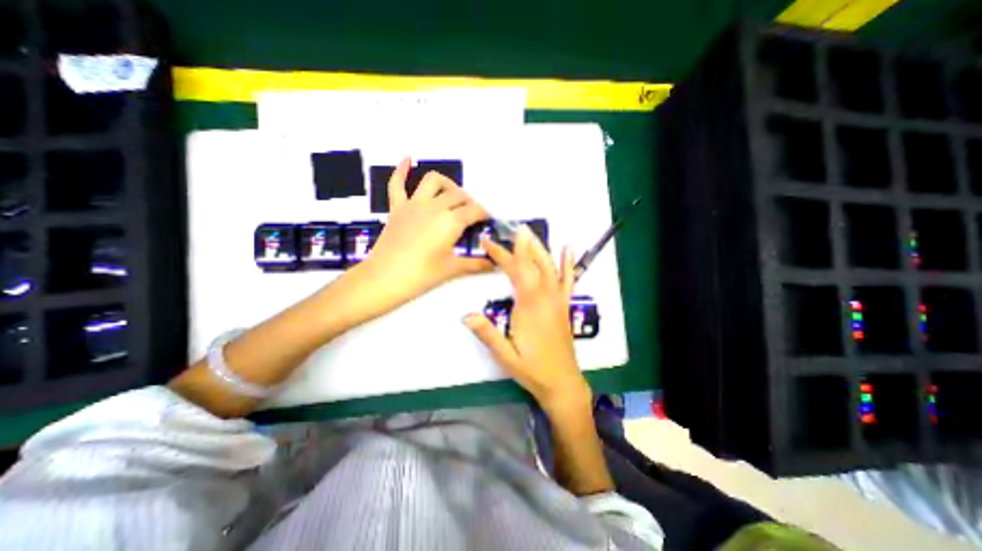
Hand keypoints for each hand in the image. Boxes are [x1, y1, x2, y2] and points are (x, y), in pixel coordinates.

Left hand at [348, 158, 494, 319]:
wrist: (384, 279)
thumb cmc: (421, 275)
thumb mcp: (452, 269)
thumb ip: (475, 265)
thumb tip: (495, 265)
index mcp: (451, 221)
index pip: (474, 211)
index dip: (484, 214)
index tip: (487, 221)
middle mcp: (435, 206)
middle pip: (458, 195)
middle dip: (469, 202)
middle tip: (472, 215)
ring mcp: (414, 204)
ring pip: (433, 181)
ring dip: (446, 184)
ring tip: (452, 194)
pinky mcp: (397, 208)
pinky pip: (397, 184)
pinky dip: (402, 170)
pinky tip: (408, 159)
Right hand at [462, 228, 590, 412]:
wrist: (562, 382)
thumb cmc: (532, 370)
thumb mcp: (505, 356)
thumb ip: (487, 334)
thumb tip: (465, 315)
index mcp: (529, 306)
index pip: (515, 270)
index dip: (502, 253)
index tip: (488, 241)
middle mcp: (546, 297)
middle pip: (532, 263)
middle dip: (519, 245)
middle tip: (509, 228)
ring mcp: (558, 300)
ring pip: (549, 266)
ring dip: (539, 248)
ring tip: (530, 232)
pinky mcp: (565, 305)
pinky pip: (568, 280)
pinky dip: (568, 263)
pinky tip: (568, 249)